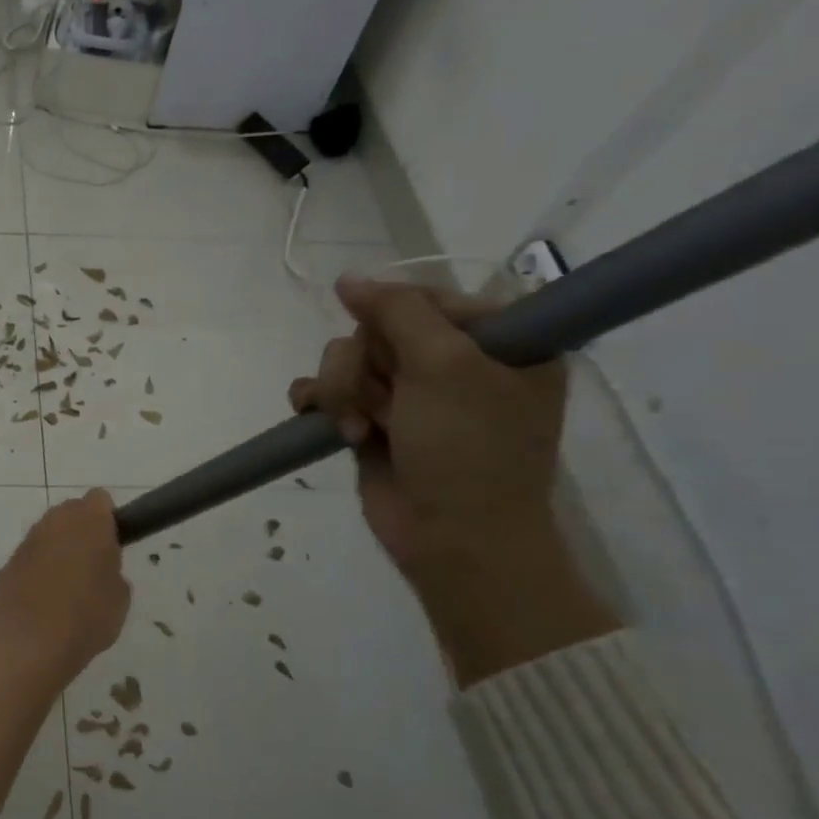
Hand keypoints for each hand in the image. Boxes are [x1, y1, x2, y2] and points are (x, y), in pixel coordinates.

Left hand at [0, 489, 130, 687]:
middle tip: (94, 565)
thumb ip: (113, 571)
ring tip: (68, 585)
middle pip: (72, 512)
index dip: (108, 518)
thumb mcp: (120, 598)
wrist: (28, 643)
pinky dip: (40, 567)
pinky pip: (32, 555)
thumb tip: (102, 569)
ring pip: (50, 532)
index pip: (100, 500)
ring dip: (59, 548)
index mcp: (89, 520)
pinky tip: (45, 597)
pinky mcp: (9, 561)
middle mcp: (55, 521)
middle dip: (83, 530)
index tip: (113, 543)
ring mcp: (28, 540)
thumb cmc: (86, 617)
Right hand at [290, 277, 614, 683]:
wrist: (453, 539)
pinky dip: (320, 404)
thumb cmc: (468, 449)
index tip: (390, 345)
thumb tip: (347, 279)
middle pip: (377, 329)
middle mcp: (454, 363)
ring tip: (357, 428)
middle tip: (381, 402)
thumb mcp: (445, 365)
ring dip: (341, 391)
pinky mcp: (372, 422)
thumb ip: (397, 311)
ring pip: (346, 360)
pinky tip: (325, 424)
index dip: (394, 315)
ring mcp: (409, 395)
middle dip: (363, 364)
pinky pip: (327, 392)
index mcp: (498, 340)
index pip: (426, 298)